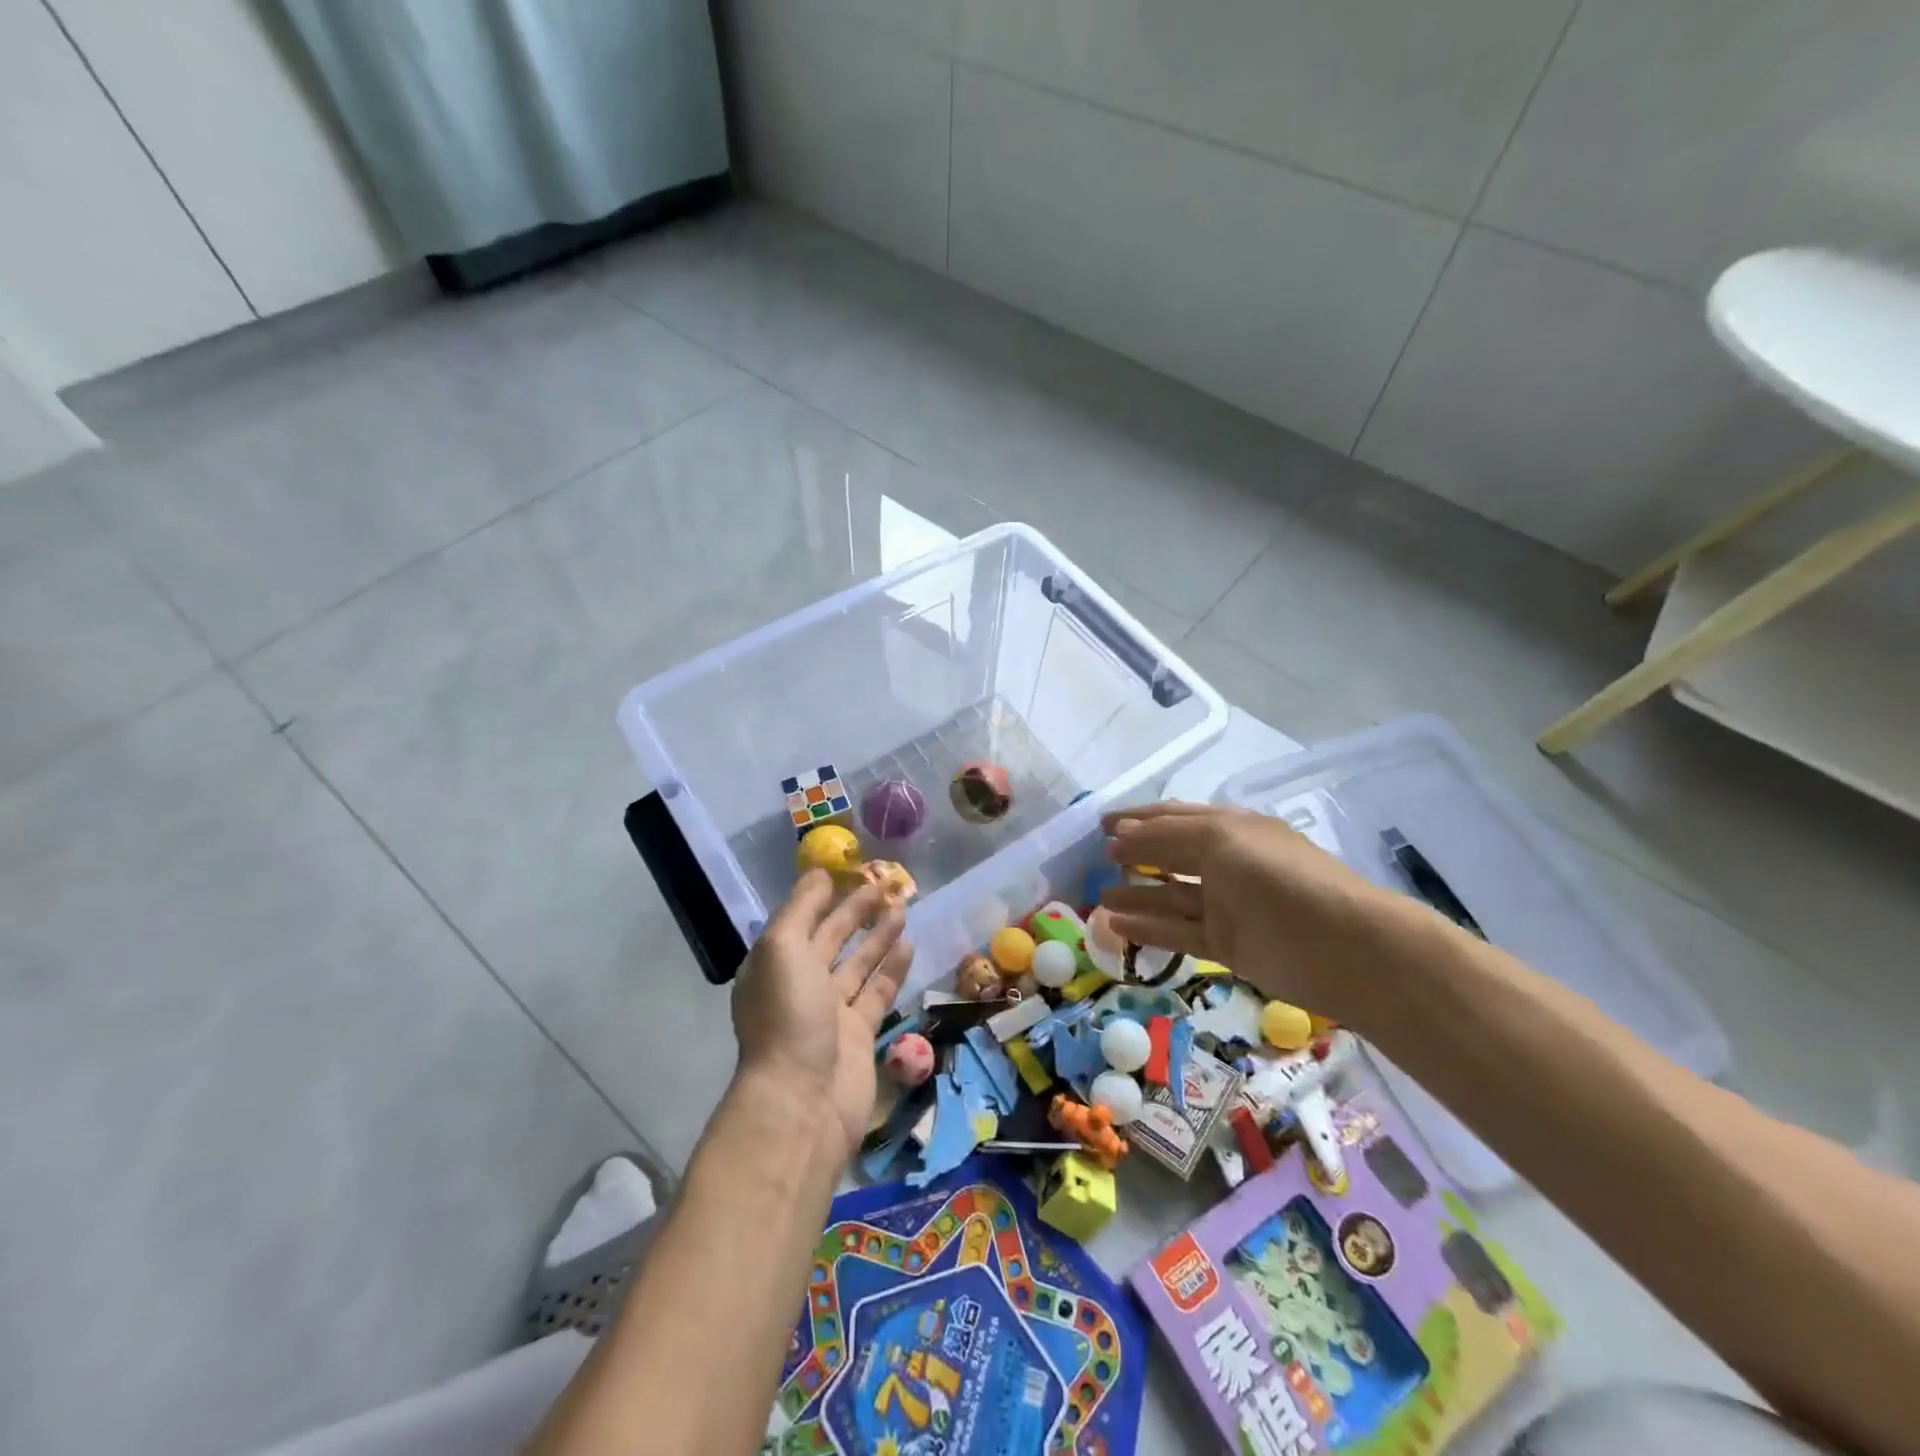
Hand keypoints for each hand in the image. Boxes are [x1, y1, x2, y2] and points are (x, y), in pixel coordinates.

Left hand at [731, 871, 912, 1161]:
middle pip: (831, 938)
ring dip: (877, 935)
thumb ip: (801, 908)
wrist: (803, 1100)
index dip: (823, 895)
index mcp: (774, 964)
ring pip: (858, 963)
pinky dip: (891, 968)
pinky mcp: (858, 1033)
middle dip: (855, 910)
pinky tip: (908, 944)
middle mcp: (800, 984)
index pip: (800, 920)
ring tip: (902, 906)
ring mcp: (830, 1011)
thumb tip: (817, 873)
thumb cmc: (788, 1015)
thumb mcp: (783, 948)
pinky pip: (877, 992)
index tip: (849, 870)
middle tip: (885, 883)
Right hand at [1099, 802, 1406, 1021]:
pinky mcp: (1227, 944)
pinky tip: (1115, 924)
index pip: (1175, 816)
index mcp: (1231, 827)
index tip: (1101, 824)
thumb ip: (1164, 837)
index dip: (1138, 817)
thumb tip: (1119, 836)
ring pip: (1171, 895)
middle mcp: (1227, 862)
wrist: (1339, 945)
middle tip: (1095, 860)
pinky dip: (1148, 927)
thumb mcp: (1218, 839)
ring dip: (1136, 894)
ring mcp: (1227, 904)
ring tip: (1096, 897)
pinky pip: (1179, 931)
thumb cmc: (1277, 876)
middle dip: (1134, 854)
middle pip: (1171, 854)